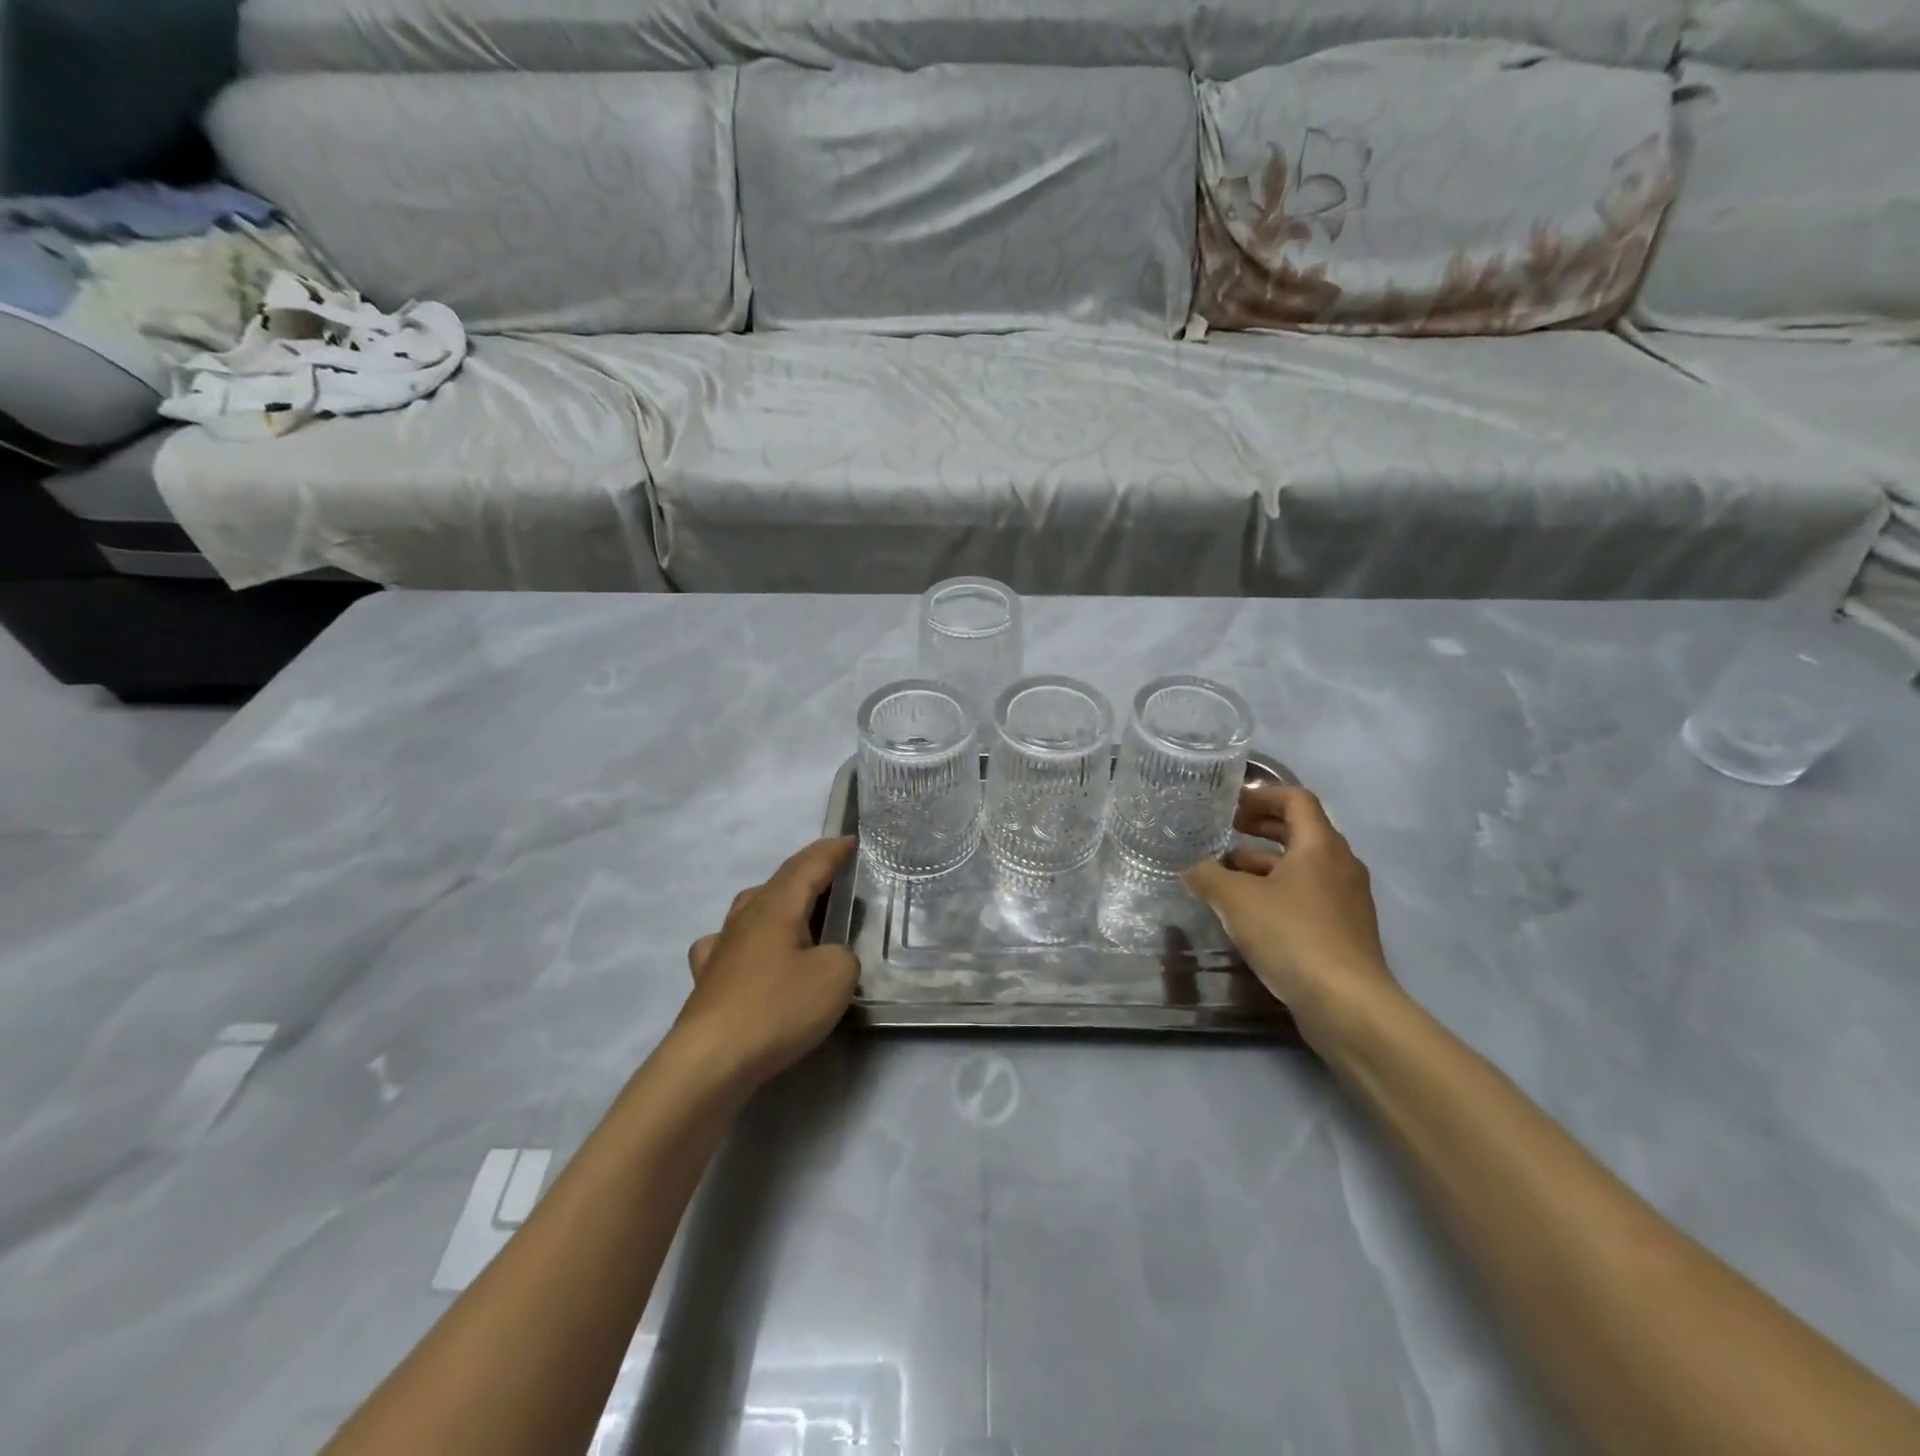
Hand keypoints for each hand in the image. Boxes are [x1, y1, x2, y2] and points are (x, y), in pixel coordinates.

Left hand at [675, 837, 859, 1092]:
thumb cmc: (777, 1007)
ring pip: (751, 908)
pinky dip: (747, 940)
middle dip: (808, 874)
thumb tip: (829, 957)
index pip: (809, 865)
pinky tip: (749, 954)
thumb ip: (843, 956)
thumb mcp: (836, 976)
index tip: (850, 841)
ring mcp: (722, 946)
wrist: (710, 1060)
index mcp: (778, 905)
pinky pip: (729, 944)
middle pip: (779, 882)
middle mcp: (746, 916)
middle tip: (834, 878)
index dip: (832, 852)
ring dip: (778, 902)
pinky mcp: (708, 979)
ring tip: (798, 912)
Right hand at [1183, 785, 1398, 1045]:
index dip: (1262, 794)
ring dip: (1264, 863)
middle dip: (1260, 827)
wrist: (1346, 1003)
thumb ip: (1208, 876)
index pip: (1296, 799)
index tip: (1231, 803)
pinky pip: (1307, 895)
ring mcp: (1346, 900)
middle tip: (1224, 829)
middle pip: (1300, 831)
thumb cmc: (1291, 935)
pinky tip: (1248, 912)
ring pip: (1301, 867)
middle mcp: (1340, 865)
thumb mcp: (1236, 900)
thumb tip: (1191, 868)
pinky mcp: (1344, 930)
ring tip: (1225, 872)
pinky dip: (1277, 891)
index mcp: (1320, 845)